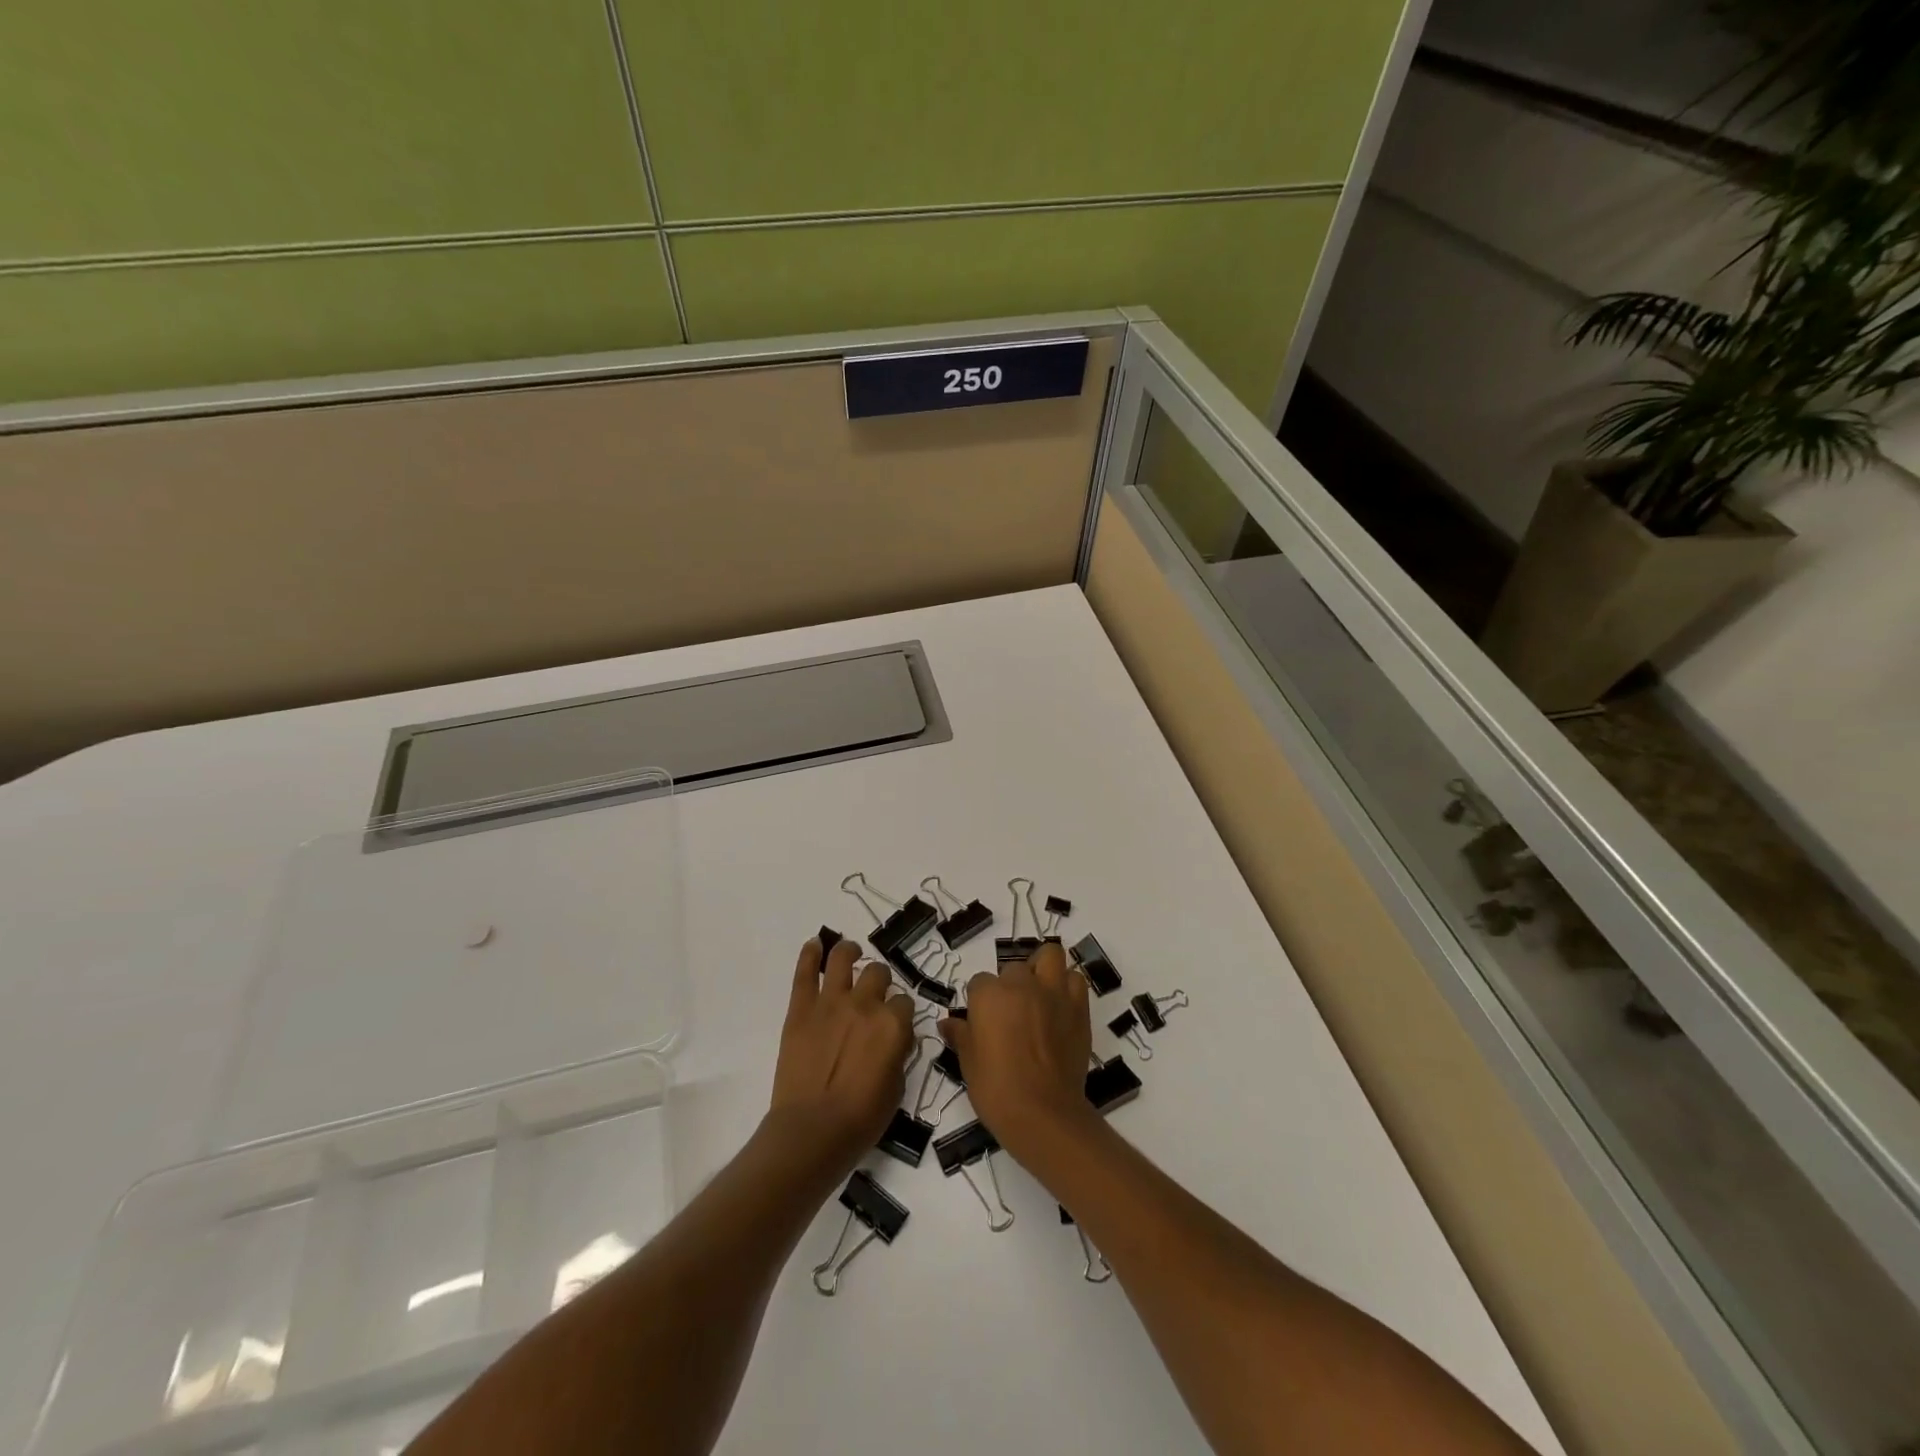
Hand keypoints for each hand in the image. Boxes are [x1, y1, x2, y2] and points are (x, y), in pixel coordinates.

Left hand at [770, 937, 915, 1167]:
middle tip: (874, 992)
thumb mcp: (897, 1088)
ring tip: (850, 953)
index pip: (904, 1002)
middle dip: (880, 980)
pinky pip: (806, 973)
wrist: (812, 1131)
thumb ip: (899, 1054)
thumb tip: (896, 1039)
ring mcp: (830, 1003)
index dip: (900, 1012)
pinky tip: (816, 944)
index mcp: (893, 1024)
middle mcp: (865, 1004)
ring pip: (844, 959)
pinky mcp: (801, 1009)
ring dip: (849, 952)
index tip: (895, 1023)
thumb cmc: (861, 1119)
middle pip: (878, 973)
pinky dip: (810, 954)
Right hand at [941, 941, 1095, 1161]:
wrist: (1043, 1113)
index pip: (979, 982)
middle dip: (1011, 985)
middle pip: (1013, 969)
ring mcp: (1053, 993)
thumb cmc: (997, 1089)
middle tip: (1011, 1013)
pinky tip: (1060, 1006)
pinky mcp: (1078, 1007)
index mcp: (989, 995)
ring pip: (1050, 956)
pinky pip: (1075, 980)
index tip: (983, 1022)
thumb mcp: (968, 1064)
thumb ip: (960, 1035)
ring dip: (1043, 969)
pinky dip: (1067, 987)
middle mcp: (1021, 985)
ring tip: (1039, 992)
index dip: (980, 1002)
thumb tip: (946, 1023)